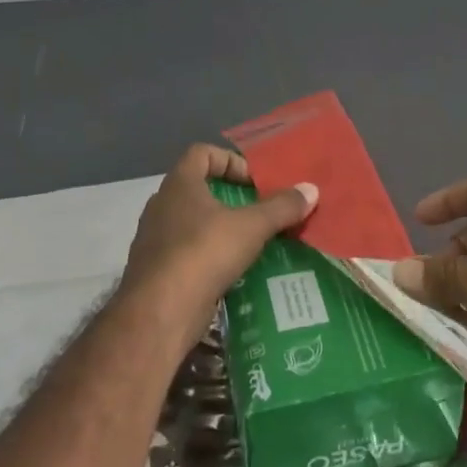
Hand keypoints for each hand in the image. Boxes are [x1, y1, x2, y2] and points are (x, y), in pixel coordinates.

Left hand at [120, 144, 317, 350]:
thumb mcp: (251, 227)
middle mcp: (162, 206)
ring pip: (193, 223)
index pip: (201, 153)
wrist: (158, 313)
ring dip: (221, 229)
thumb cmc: (203, 254)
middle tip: (259, 211)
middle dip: (231, 198)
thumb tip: (311, 189)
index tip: (254, 182)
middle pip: (198, 188)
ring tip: (252, 243)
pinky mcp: (157, 271)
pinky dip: (210, 256)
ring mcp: (155, 239)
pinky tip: (233, 271)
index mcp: (179, 185)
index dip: (231, 160)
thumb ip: (281, 207)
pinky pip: (188, 253)